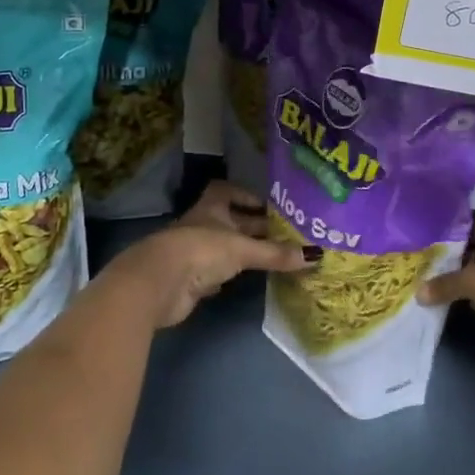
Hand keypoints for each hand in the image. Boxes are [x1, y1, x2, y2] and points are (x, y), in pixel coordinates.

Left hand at [112, 181, 309, 328]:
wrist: (160, 284)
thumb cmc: (201, 251)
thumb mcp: (242, 249)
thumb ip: (275, 253)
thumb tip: (314, 256)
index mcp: (211, 208)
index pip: (225, 190)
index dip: (245, 195)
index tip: (267, 206)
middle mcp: (202, 226)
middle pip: (231, 222)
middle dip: (255, 227)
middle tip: (285, 235)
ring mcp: (195, 253)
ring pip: (225, 248)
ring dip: (245, 252)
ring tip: (275, 257)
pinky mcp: (191, 280)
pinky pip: (216, 273)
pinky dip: (230, 276)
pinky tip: (248, 280)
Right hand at [419, 216, 474, 353]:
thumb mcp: (472, 283)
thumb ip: (444, 285)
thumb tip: (418, 293)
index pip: (466, 222)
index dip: (446, 230)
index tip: (424, 238)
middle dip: (456, 254)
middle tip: (428, 261)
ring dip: (470, 274)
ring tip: (441, 281)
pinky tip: (467, 301)